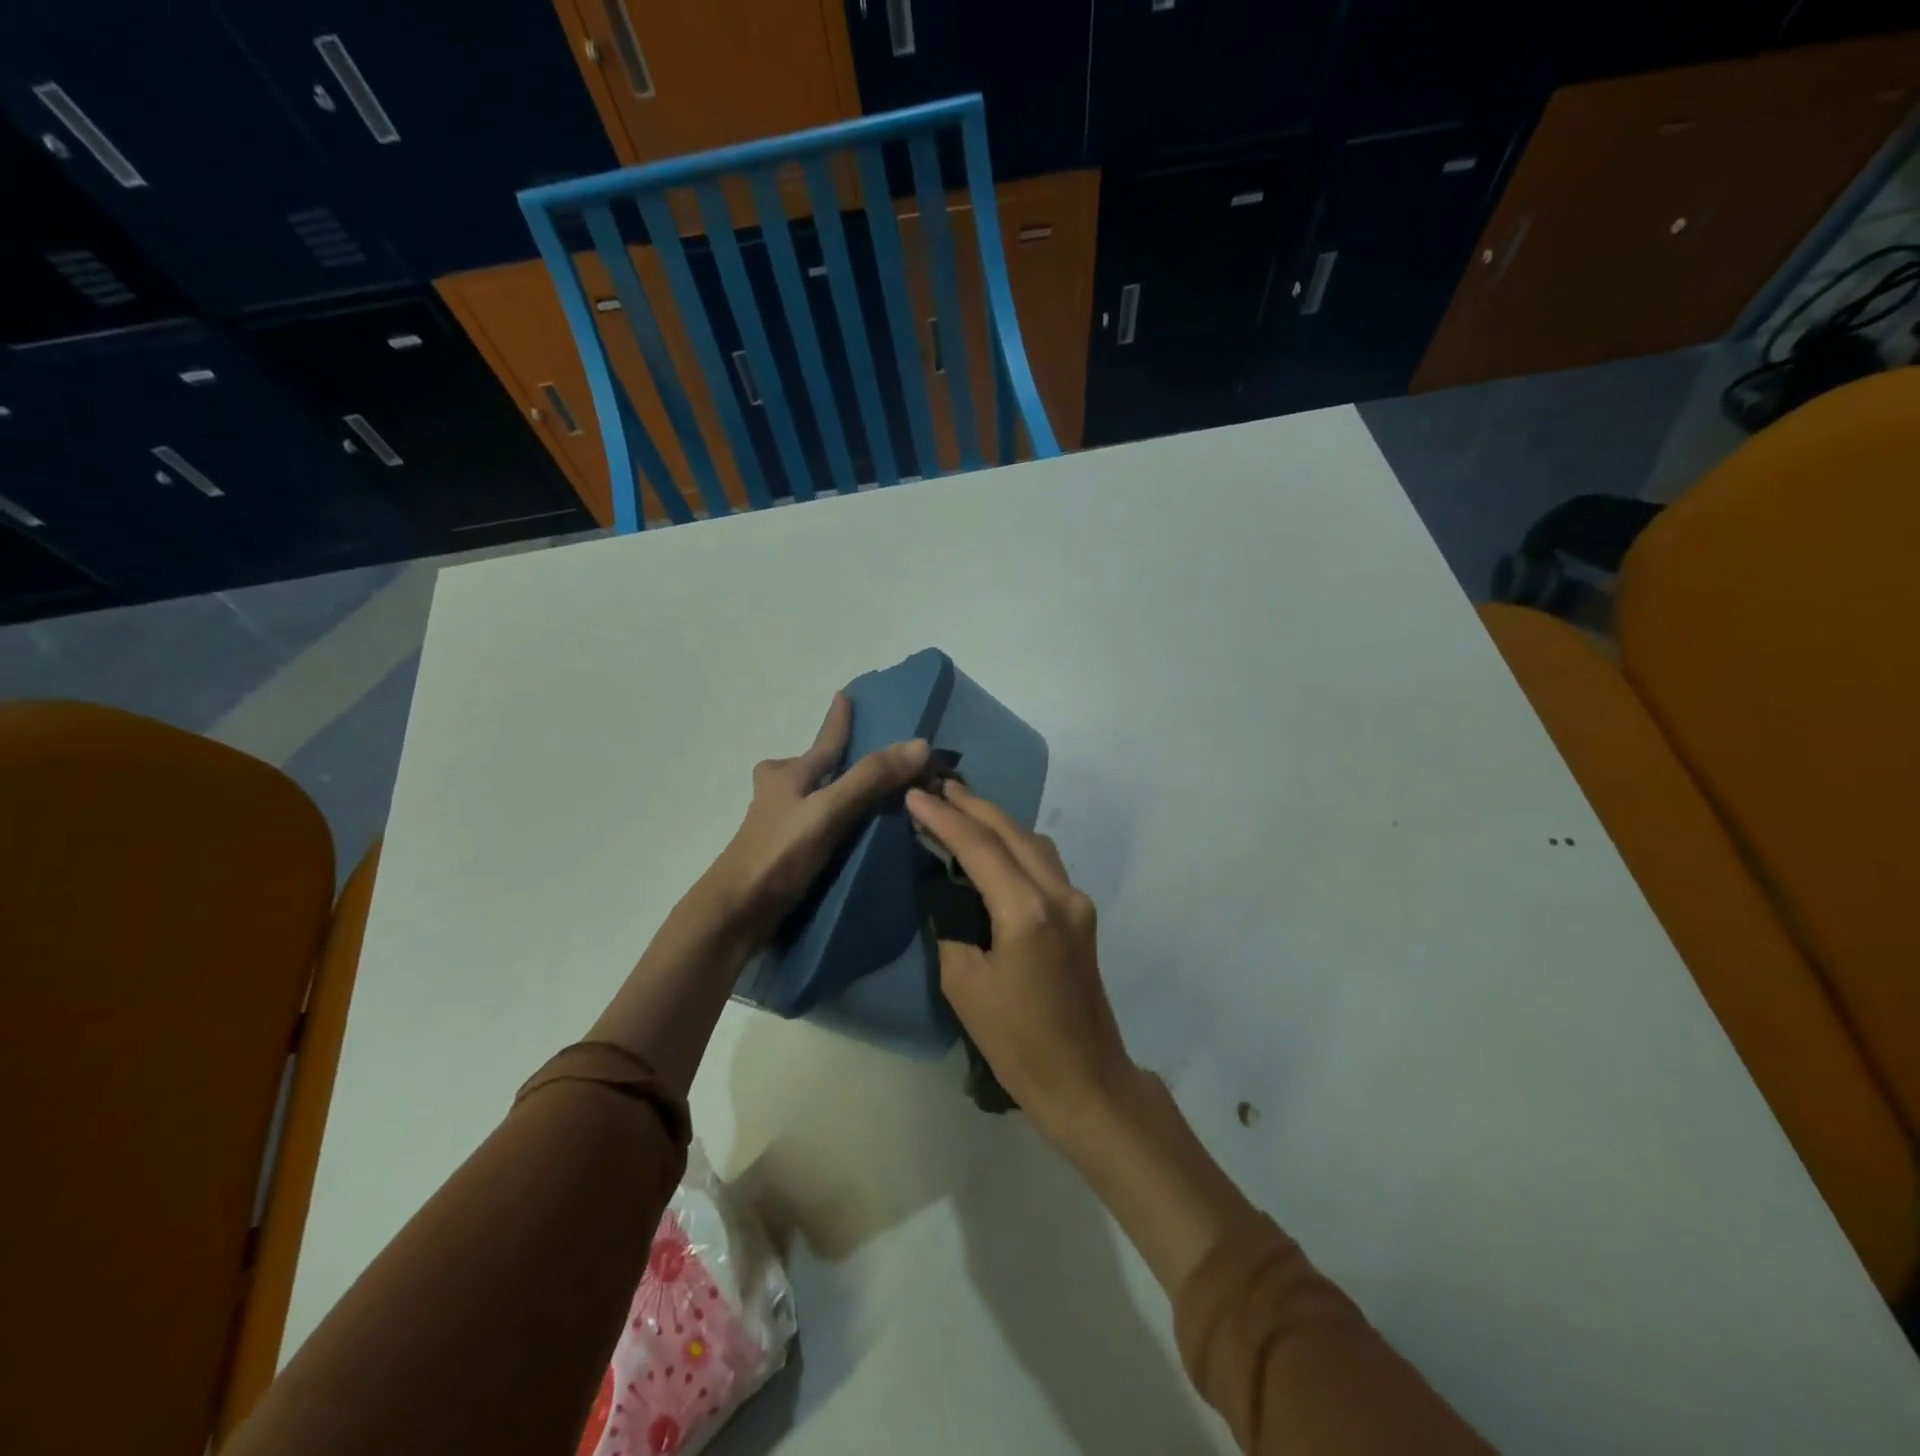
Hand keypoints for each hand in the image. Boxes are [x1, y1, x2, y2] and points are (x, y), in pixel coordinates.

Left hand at [701, 694, 929, 946]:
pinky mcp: (778, 854)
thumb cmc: (778, 853)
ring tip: (857, 799)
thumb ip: (870, 779)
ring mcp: (774, 825)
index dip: (838, 720)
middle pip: (805, 768)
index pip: (824, 742)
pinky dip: (826, 823)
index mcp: (787, 775)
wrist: (734, 913)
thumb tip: (919, 744)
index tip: (844, 695)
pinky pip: (809, 826)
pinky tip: (842, 839)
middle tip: (850, 756)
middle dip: (825, 760)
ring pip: (805, 798)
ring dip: (826, 793)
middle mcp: (777, 794)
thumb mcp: (829, 811)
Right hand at [905, 781, 1134, 1139]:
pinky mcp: (1080, 913)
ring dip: (996, 820)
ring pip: (1032, 841)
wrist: (1084, 1079)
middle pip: (1011, 831)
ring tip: (959, 805)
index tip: (914, 795)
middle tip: (937, 784)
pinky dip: (1014, 843)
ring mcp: (1076, 900)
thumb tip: (946, 893)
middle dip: (972, 804)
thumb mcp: (964, 985)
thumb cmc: (1017, 1042)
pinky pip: (1042, 861)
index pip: (979, 846)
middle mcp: (1058, 893)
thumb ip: (952, 926)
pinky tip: (992, 843)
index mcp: (1027, 911)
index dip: (944, 818)